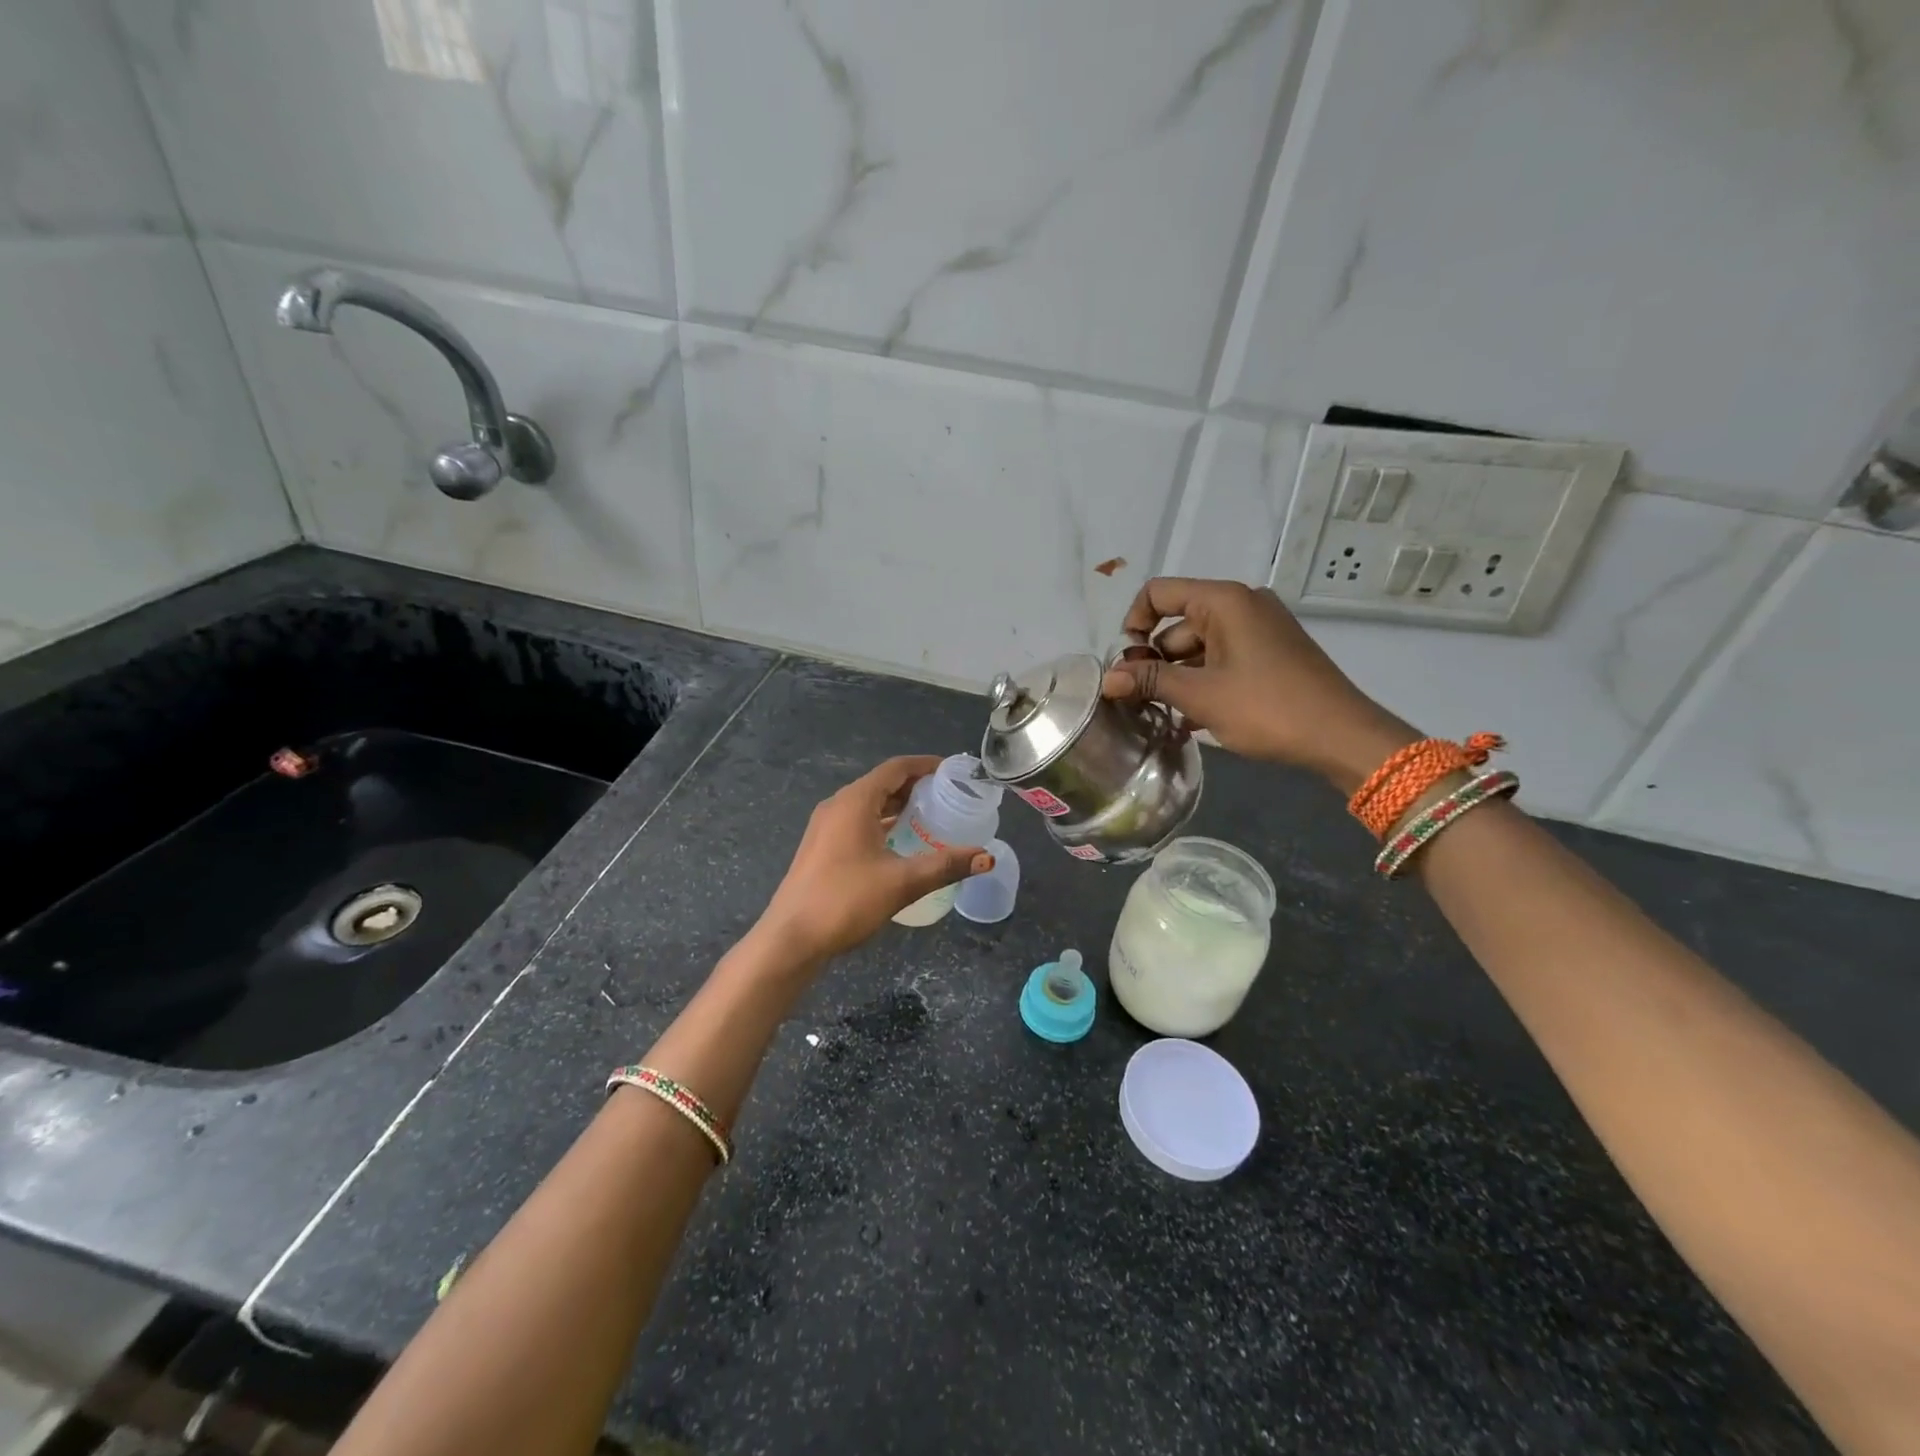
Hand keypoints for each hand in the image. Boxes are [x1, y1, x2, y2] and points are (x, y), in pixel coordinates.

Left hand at [755, 756, 993, 963]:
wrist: (791, 938)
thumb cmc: (845, 900)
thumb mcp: (902, 882)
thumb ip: (946, 865)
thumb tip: (987, 857)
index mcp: (855, 802)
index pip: (896, 768)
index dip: (926, 765)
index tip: (954, 772)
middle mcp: (838, 806)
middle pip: (882, 783)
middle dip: (915, 786)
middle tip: (949, 797)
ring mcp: (825, 826)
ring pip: (869, 803)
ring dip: (898, 805)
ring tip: (931, 817)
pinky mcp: (821, 846)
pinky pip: (858, 821)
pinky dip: (883, 821)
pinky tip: (900, 842)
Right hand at [1101, 578, 1416, 792]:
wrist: (1342, 737)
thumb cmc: (1267, 709)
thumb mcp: (1201, 695)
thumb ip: (1150, 681)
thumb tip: (1106, 679)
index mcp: (1224, 601)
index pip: (1159, 593)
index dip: (1133, 623)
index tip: (1127, 664)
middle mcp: (1242, 605)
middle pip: (1177, 623)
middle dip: (1155, 660)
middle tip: (1141, 701)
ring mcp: (1260, 630)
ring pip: (1199, 646)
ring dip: (1178, 678)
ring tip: (1164, 715)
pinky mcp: (1271, 654)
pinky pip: (1222, 659)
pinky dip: (1204, 682)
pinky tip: (1191, 719)